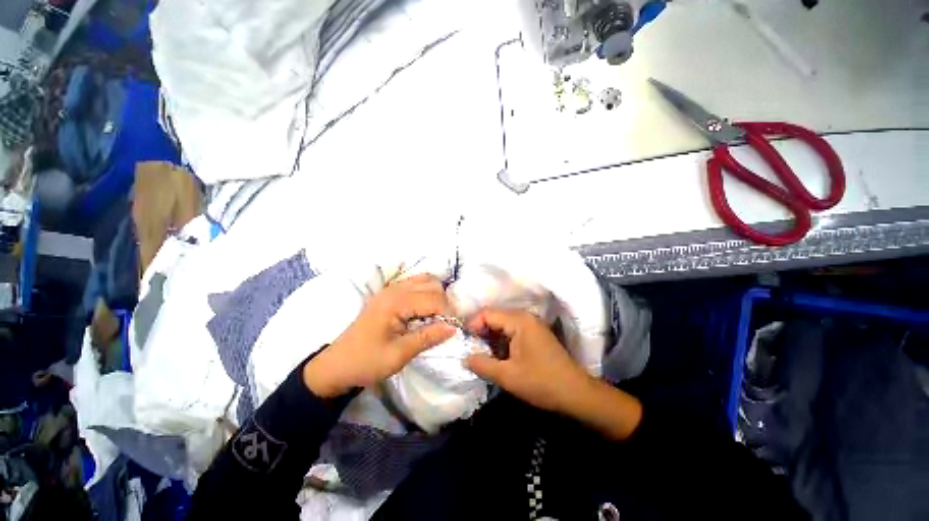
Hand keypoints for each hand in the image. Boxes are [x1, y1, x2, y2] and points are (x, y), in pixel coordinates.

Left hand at [303, 274, 455, 397]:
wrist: (337, 365)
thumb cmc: (366, 362)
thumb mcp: (399, 354)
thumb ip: (428, 337)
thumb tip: (454, 328)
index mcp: (396, 302)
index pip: (434, 299)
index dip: (448, 313)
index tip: (454, 329)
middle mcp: (394, 289)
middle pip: (432, 285)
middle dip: (444, 303)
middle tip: (444, 324)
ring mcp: (390, 289)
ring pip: (425, 281)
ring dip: (435, 296)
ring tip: (436, 316)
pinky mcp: (389, 293)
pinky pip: (415, 284)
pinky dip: (425, 293)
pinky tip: (424, 310)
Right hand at [464, 309, 592, 414]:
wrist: (576, 393)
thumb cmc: (542, 382)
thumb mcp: (508, 376)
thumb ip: (482, 364)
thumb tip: (464, 358)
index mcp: (519, 320)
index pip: (487, 314)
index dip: (472, 326)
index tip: (464, 343)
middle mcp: (525, 317)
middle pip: (494, 317)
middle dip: (480, 332)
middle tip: (470, 349)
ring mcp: (531, 325)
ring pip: (502, 324)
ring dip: (490, 337)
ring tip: (481, 354)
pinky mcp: (534, 334)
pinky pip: (511, 331)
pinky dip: (501, 341)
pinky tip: (497, 355)